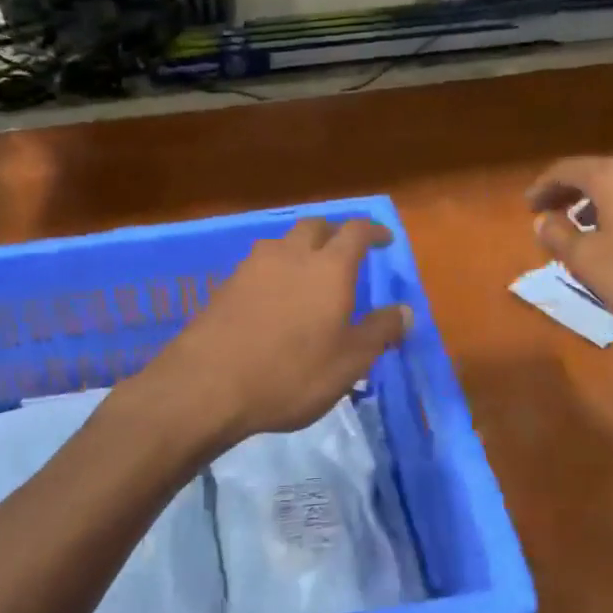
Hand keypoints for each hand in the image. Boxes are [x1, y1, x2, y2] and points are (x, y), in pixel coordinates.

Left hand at [132, 216, 410, 447]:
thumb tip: (406, 311)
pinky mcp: (224, 287)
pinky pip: (259, 266)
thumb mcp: (349, 361)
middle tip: (346, 254)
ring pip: (282, 243)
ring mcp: (252, 268)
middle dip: (334, 234)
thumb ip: (380, 331)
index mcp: (329, 267)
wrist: (207, 386)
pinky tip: (275, 299)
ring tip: (308, 275)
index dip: (373, 231)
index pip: (356, 232)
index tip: (385, 240)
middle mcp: (291, 254)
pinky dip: (275, 272)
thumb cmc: (291, 373)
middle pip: (315, 227)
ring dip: (300, 250)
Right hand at [526, 155, 612, 349]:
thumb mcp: (589, 263)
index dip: (543, 187)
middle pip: (600, 173)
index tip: (528, 206)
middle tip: (552, 215)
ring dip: (601, 203)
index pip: (568, 169)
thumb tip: (543, 219)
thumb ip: (558, 236)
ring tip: (586, 229)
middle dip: (572, 194)